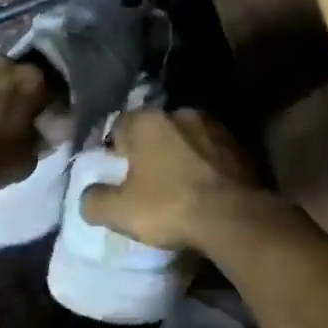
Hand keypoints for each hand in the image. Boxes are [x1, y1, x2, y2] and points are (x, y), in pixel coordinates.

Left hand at [0, 53, 52, 193]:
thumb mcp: (18, 166)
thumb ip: (38, 145)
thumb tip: (46, 133)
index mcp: (32, 83)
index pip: (52, 92)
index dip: (48, 111)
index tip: (39, 127)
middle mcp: (4, 62)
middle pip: (16, 77)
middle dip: (11, 95)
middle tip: (1, 120)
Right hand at [80, 108, 265, 251]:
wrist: (233, 216)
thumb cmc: (169, 206)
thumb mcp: (120, 212)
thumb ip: (94, 200)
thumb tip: (87, 196)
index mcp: (146, 120)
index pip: (119, 125)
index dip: (116, 149)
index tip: (118, 173)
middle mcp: (180, 112)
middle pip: (155, 129)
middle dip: (150, 149)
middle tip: (148, 180)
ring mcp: (214, 125)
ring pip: (187, 137)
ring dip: (181, 154)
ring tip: (180, 184)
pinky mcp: (239, 143)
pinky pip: (213, 151)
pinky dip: (207, 164)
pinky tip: (206, 187)